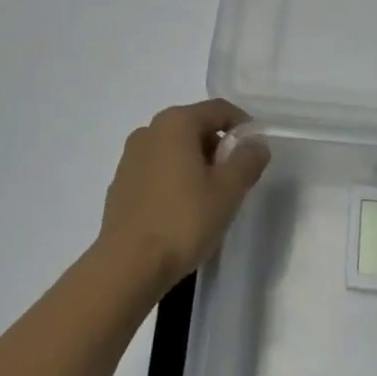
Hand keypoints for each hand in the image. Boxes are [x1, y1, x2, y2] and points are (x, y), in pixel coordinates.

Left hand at [97, 100, 270, 294]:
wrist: (127, 266)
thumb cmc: (183, 221)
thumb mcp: (227, 191)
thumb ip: (247, 161)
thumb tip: (256, 144)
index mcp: (175, 123)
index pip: (218, 110)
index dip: (243, 126)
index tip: (256, 152)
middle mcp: (149, 131)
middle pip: (195, 127)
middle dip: (219, 148)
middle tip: (235, 180)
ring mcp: (130, 157)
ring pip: (174, 149)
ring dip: (196, 165)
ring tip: (210, 198)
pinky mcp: (120, 184)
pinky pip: (156, 170)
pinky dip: (174, 179)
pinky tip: (181, 211)